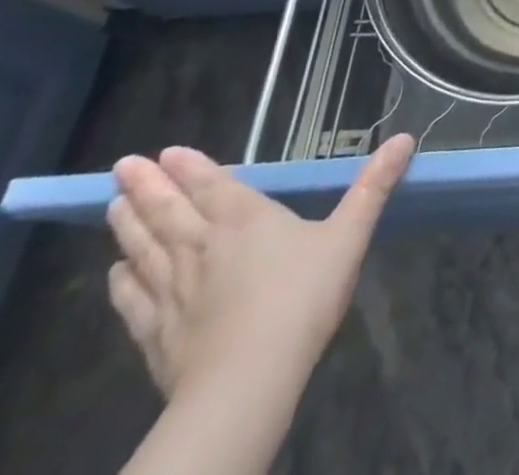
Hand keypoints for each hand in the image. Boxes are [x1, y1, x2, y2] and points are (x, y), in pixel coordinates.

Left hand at [105, 134, 414, 402]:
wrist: (248, 381)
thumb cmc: (303, 297)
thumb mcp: (349, 235)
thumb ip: (373, 187)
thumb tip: (406, 137)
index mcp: (244, 218)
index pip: (211, 185)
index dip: (189, 167)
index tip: (164, 152)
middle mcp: (201, 246)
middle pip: (168, 211)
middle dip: (146, 187)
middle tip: (123, 166)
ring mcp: (173, 292)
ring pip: (144, 249)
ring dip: (127, 225)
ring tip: (112, 205)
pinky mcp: (157, 333)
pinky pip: (133, 300)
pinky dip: (122, 282)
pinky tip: (115, 273)